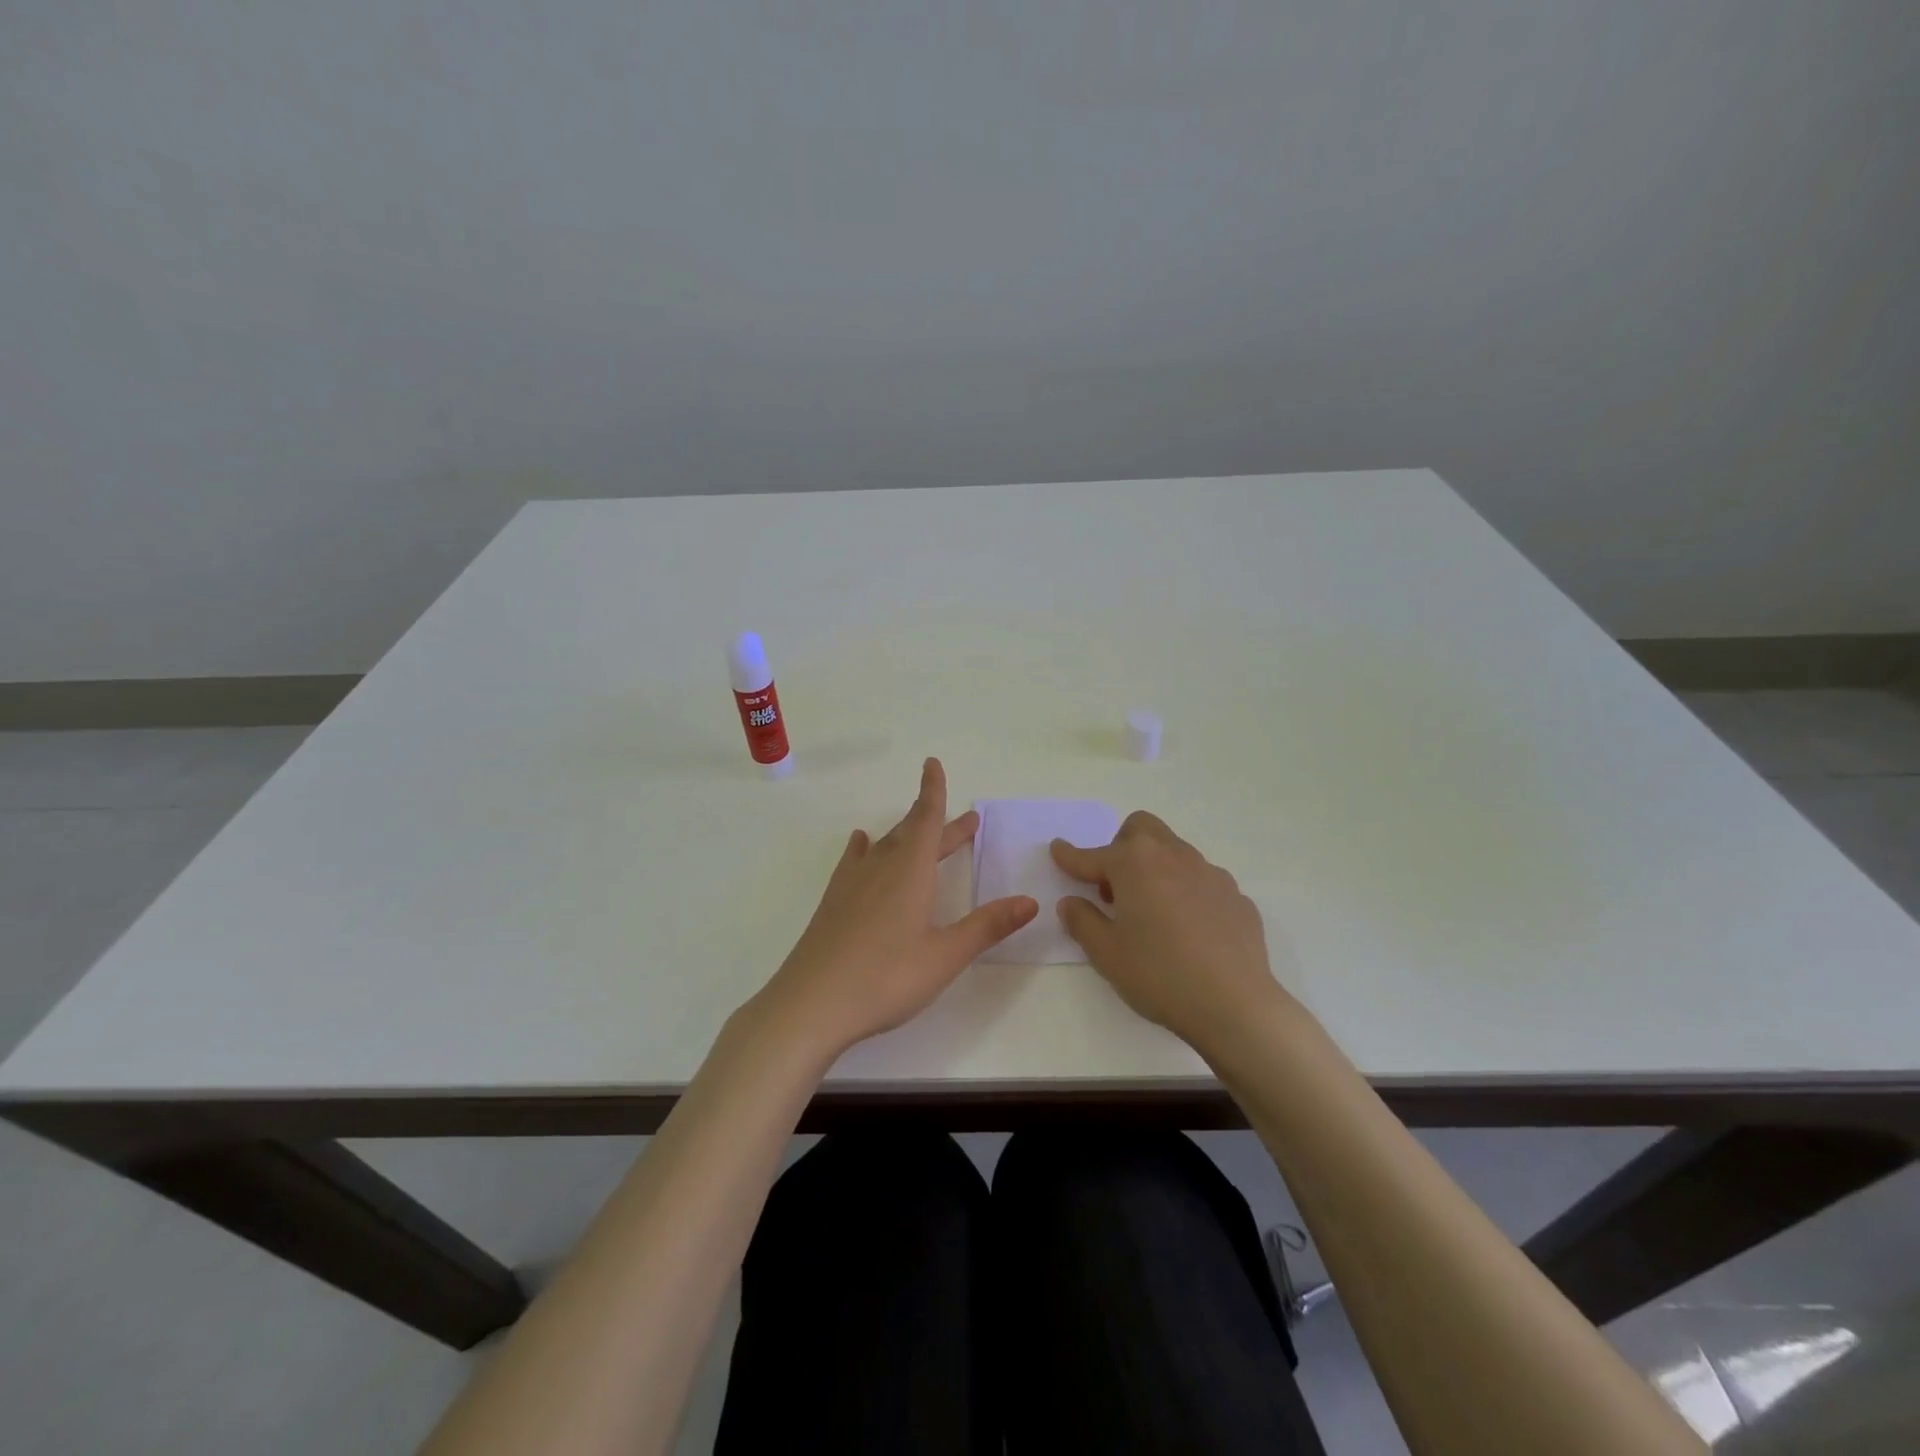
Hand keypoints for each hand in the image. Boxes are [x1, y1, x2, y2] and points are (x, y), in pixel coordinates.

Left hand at [758, 758, 1038, 1057]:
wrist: (810, 1004)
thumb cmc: (885, 978)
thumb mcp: (945, 955)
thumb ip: (987, 926)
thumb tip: (1030, 900)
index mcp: (910, 872)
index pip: (926, 819)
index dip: (933, 791)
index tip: (933, 763)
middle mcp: (880, 867)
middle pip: (913, 833)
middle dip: (939, 823)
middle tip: (968, 821)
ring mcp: (852, 883)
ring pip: (886, 846)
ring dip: (909, 835)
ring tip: (922, 830)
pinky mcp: (834, 902)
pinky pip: (856, 860)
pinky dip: (866, 848)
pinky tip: (862, 844)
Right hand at [1051, 811, 1290, 1057]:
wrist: (1236, 1005)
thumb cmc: (1160, 975)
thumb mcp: (1106, 954)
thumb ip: (1082, 921)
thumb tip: (1072, 903)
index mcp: (1135, 864)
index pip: (1093, 855)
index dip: (1071, 855)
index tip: (1057, 850)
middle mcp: (1173, 856)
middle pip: (1141, 829)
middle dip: (1120, 847)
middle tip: (1113, 887)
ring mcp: (1209, 873)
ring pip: (1174, 852)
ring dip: (1154, 868)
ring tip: (1151, 911)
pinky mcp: (1235, 896)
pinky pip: (1201, 881)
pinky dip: (1185, 892)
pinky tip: (1187, 930)